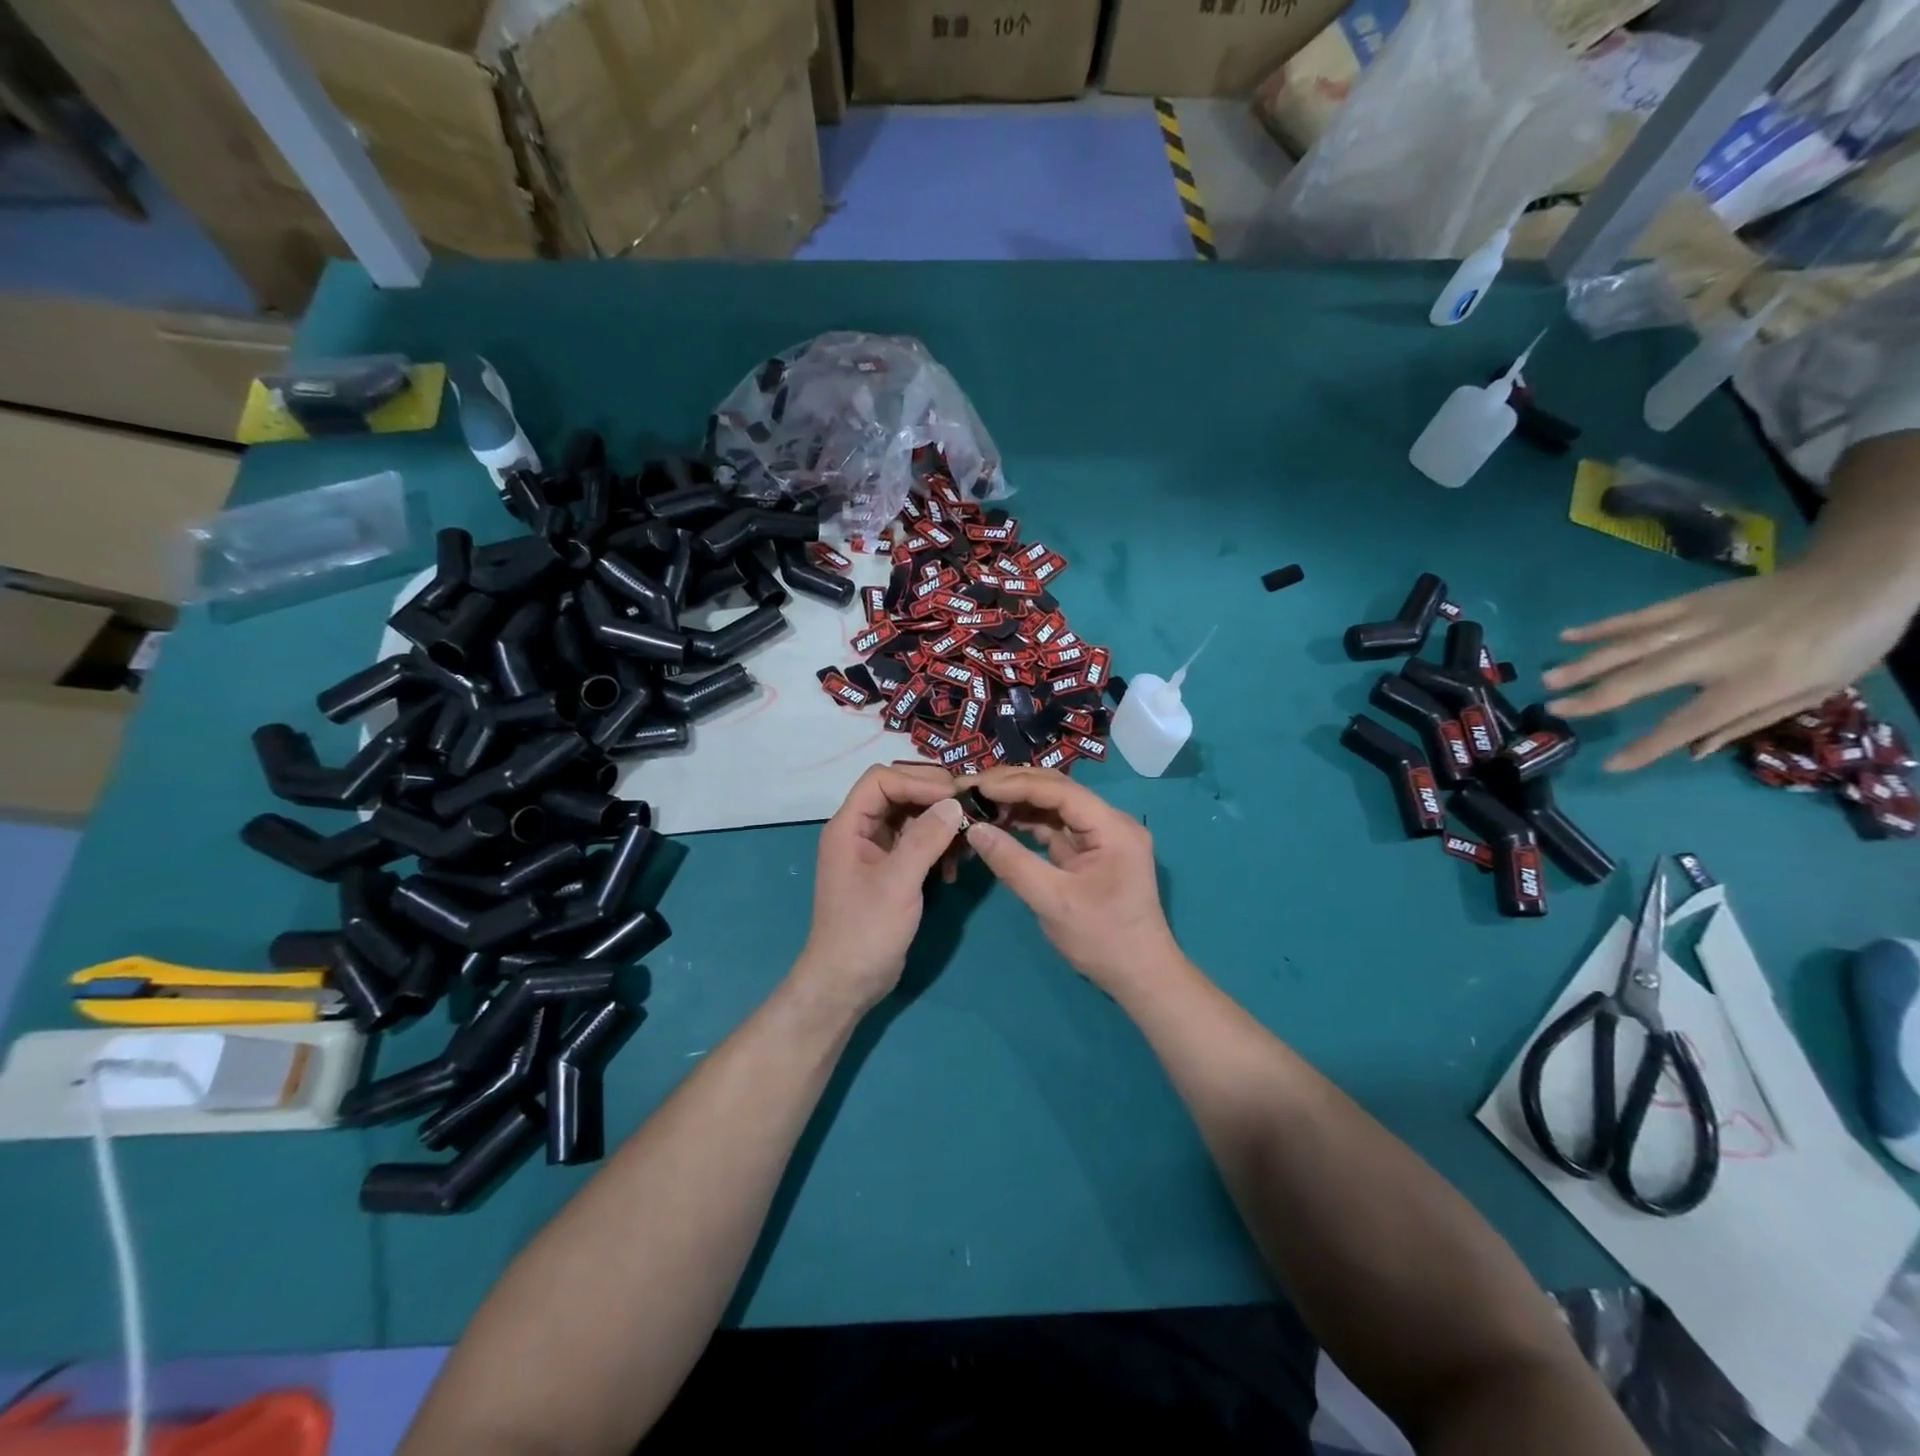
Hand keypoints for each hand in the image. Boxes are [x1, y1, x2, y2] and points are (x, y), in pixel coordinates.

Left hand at [795, 764, 964, 1011]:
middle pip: (898, 793)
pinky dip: (937, 847)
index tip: (953, 796)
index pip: (881, 780)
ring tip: (966, 838)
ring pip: (911, 817)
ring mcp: (875, 851)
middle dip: (933, 797)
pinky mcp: (890, 871)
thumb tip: (955, 803)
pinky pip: (916, 843)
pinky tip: (953, 868)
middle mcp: (860, 831)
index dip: (917, 780)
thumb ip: (925, 839)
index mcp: (849, 826)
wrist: (847, 983)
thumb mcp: (898, 883)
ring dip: (939, 823)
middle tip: (968, 809)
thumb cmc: (865, 931)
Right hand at [963, 767, 1179, 992]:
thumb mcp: (1052, 902)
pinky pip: (1057, 827)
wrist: (1140, 976)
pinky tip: (1002, 824)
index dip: (1016, 784)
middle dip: (1015, 786)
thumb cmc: (1102, 939)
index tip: (978, 786)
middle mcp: (1111, 822)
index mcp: (1112, 827)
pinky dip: (1029, 823)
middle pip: (1058, 790)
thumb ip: (1012, 863)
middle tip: (973, 787)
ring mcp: (1102, 836)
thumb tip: (974, 829)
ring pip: (1055, 806)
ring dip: (1019, 803)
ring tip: (981, 804)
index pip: (1059, 790)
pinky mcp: (1092, 851)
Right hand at [1543, 561, 1916, 770]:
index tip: (1610, 764)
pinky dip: (1601, 627)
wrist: (1859, 578)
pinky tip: (1567, 636)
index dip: (1648, 746)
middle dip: (1594, 697)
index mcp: (1753, 682)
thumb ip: (1748, 721)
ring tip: (1548, 679)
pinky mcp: (1689, 601)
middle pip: (1643, 680)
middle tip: (1554, 710)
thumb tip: (1694, 749)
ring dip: (1585, 664)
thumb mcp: (1813, 693)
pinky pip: (1637, 616)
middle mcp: (1715, 654)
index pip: (1688, 722)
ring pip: (1630, 647)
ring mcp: (1697, 623)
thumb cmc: (1844, 644)